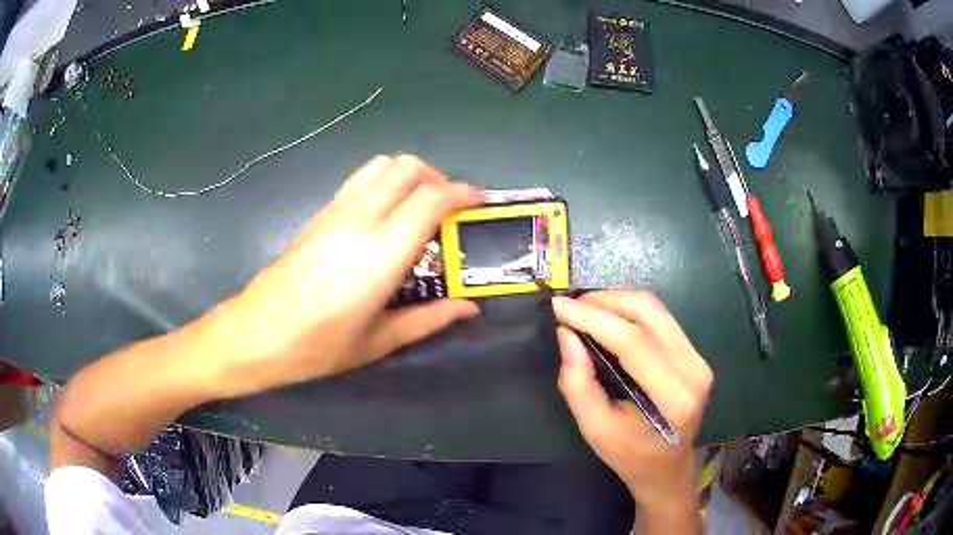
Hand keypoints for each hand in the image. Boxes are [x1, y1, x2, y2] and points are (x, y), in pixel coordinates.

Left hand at [200, 155, 483, 398]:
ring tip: (420, 207)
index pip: (430, 199)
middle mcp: (359, 220)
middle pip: (407, 167)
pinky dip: (385, 183)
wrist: (255, 334)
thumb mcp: (377, 342)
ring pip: (382, 165)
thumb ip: (429, 319)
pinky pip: (361, 180)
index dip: (462, 193)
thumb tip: (469, 307)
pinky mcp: (319, 214)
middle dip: (439, 177)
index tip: (479, 203)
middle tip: (450, 208)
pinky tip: (386, 216)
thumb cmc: (316, 347)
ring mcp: (335, 212)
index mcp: (380, 255)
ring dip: (410, 176)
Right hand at [552, 291, 712, 527]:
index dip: (594, 318)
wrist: (667, 468)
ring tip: (585, 311)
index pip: (634, 342)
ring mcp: (699, 359)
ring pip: (656, 309)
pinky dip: (631, 311)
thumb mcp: (595, 428)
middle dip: (605, 301)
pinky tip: (609, 319)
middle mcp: (693, 370)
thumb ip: (577, 383)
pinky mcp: (696, 354)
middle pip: (649, 313)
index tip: (559, 306)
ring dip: (617, 302)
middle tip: (571, 307)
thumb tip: (566, 334)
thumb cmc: (629, 455)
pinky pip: (661, 318)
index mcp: (672, 397)